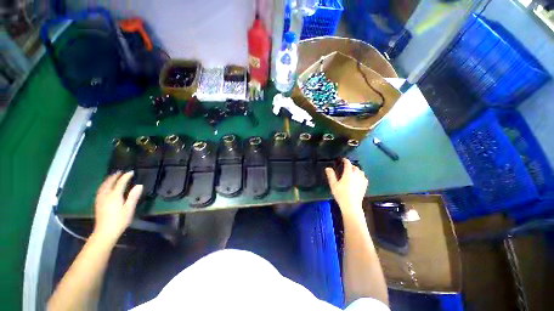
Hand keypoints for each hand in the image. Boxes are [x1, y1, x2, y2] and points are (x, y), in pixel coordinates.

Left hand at [93, 171, 142, 242]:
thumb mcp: (129, 209)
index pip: (121, 183)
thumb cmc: (119, 220)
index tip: (131, 172)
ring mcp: (100, 199)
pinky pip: (100, 190)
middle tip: (120, 171)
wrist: (105, 232)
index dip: (126, 176)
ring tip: (112, 176)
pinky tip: (105, 187)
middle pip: (109, 182)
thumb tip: (139, 185)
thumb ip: (133, 196)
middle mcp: (106, 195)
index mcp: (115, 195)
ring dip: (108, 180)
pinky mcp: (98, 203)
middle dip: (115, 176)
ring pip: (103, 186)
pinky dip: (104, 185)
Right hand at [325, 158, 367, 219]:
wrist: (351, 205)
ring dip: (357, 170)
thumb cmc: (341, 194)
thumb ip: (331, 175)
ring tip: (352, 172)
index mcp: (348, 174)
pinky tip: (358, 179)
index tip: (343, 159)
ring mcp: (362, 181)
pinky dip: (361, 175)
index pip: (348, 164)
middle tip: (346, 167)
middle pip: (355, 167)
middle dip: (351, 165)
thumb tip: (328, 168)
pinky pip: (364, 177)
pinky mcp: (365, 186)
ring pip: (361, 172)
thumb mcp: (333, 184)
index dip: (345, 160)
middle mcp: (356, 175)